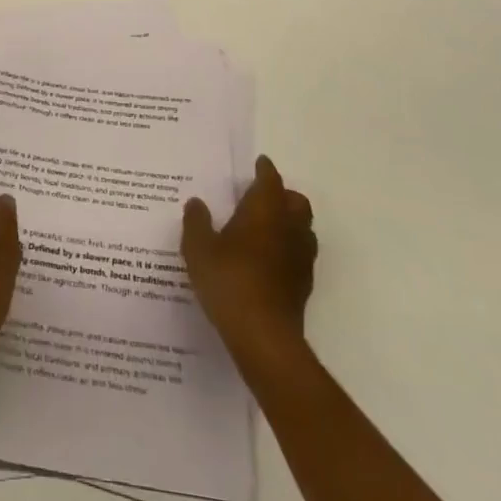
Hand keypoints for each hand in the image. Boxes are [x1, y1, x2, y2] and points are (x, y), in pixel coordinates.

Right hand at [182, 155, 317, 370]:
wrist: (263, 337)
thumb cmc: (229, 281)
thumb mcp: (198, 248)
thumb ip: (196, 222)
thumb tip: (197, 203)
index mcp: (265, 211)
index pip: (270, 180)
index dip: (265, 170)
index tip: (259, 163)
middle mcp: (289, 228)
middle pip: (296, 202)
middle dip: (283, 195)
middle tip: (261, 197)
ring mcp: (300, 258)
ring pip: (303, 229)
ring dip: (289, 223)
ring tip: (265, 229)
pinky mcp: (303, 285)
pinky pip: (300, 255)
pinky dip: (288, 250)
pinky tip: (268, 261)